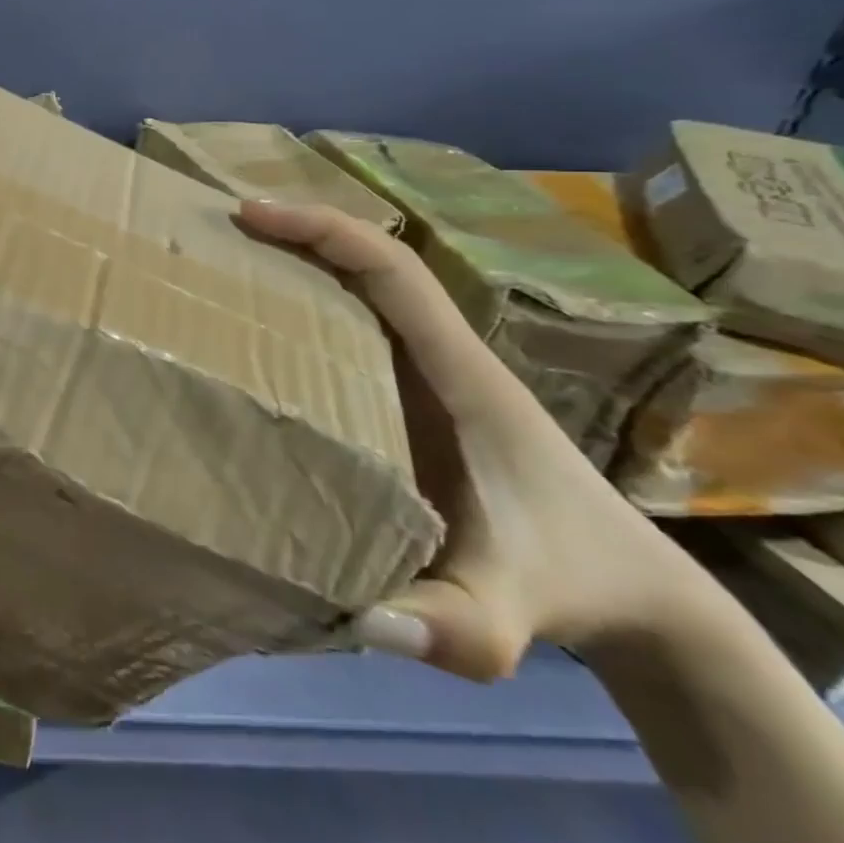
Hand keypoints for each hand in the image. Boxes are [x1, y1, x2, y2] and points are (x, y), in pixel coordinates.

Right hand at [239, 199, 711, 679]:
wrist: (630, 592)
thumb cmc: (568, 580)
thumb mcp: (511, 618)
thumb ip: (454, 627)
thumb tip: (362, 619)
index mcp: (460, 373)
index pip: (391, 270)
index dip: (322, 230)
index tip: (249, 216)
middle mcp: (438, 356)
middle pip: (364, 265)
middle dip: (292, 235)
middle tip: (213, 234)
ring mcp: (424, 373)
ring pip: (355, 293)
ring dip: (293, 266)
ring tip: (219, 266)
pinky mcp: (409, 395)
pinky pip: (350, 330)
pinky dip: (302, 309)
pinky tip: (253, 333)